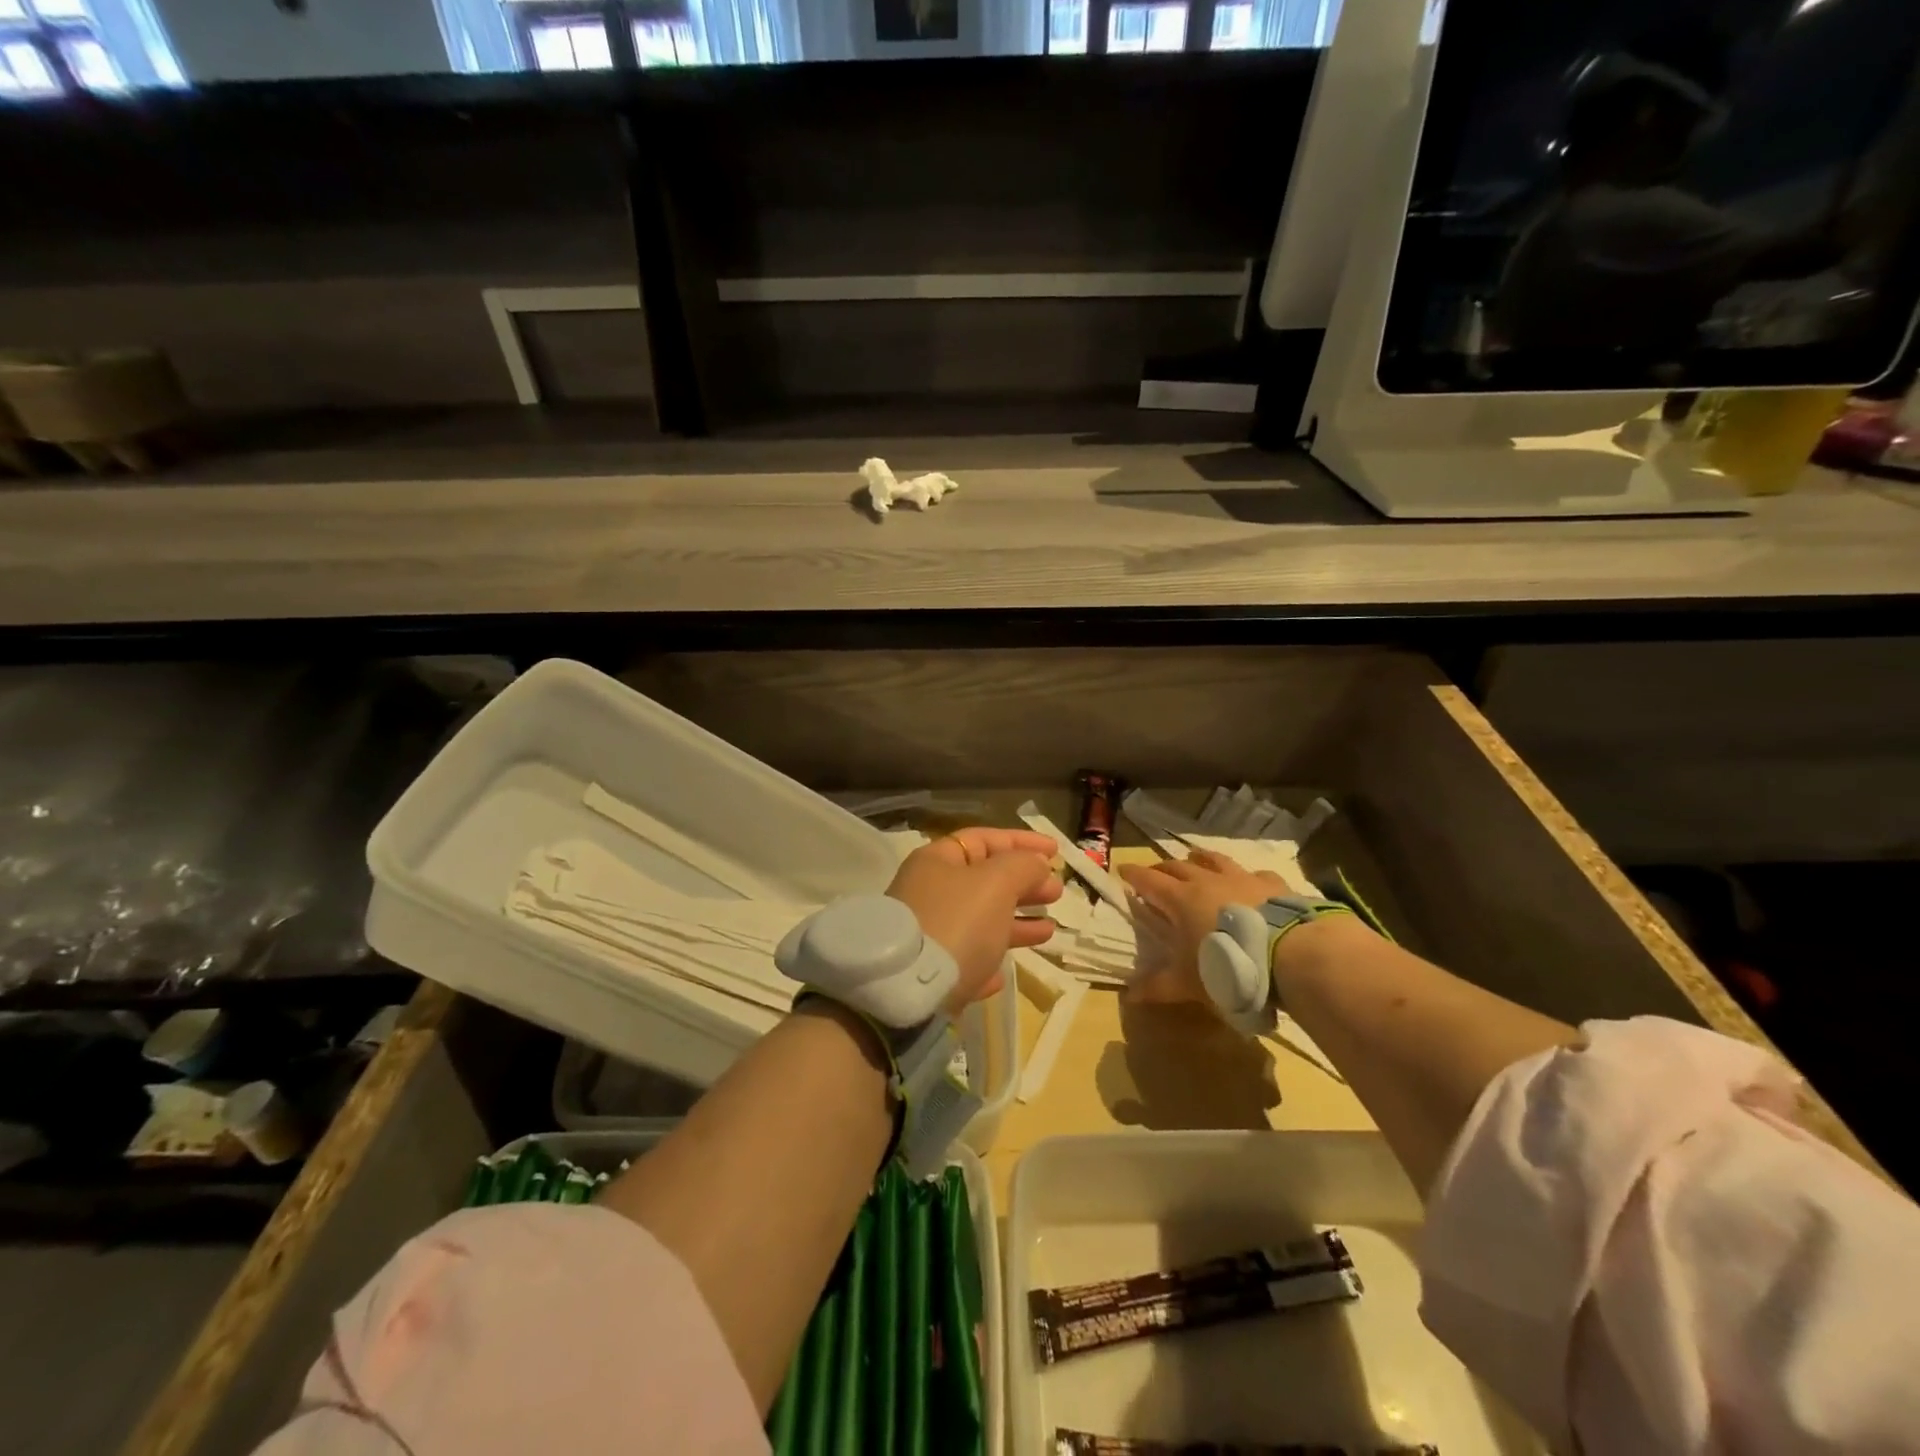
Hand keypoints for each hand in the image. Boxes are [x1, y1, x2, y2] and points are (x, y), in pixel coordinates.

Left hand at [886, 828, 1060, 1011]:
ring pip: (979, 922)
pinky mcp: (927, 974)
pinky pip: (965, 961)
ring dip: (1015, 924)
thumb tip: (1036, 863)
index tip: (1056, 852)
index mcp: (937, 862)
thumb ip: (1022, 866)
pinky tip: (1003, 973)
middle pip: (984, 880)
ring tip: (1048, 930)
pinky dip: (988, 961)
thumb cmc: (956, 922)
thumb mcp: (996, 883)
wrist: (906, 990)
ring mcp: (926, 934)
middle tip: (1056, 892)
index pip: (983, 839)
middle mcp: (928, 893)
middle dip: (1023, 884)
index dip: (1021, 841)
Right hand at [1119, 848, 1288, 1005]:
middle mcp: (1207, 881)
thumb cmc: (1228, 967)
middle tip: (1155, 872)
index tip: (1122, 869)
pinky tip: (1250, 880)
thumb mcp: (1188, 983)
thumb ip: (1158, 987)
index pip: (1149, 880)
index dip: (1134, 875)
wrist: (1289, 955)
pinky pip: (1254, 873)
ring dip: (1200, 859)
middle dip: (1162, 868)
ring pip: (1214, 860)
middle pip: (1178, 866)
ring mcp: (1241, 878)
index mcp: (1180, 900)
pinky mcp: (1272, 884)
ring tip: (1195, 859)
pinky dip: (1246, 875)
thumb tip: (1129, 995)